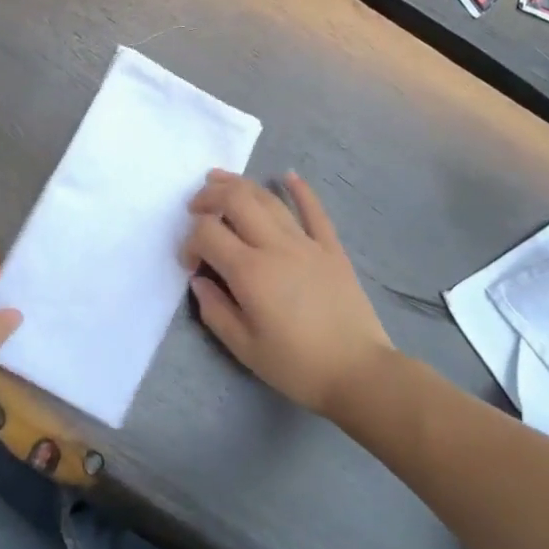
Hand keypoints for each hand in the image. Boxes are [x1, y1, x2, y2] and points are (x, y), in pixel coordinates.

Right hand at [183, 170, 394, 416]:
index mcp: (250, 272)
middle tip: (194, 207)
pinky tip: (287, 176)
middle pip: (236, 200)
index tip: (190, 264)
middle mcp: (275, 246)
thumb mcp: (245, 349)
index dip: (190, 241)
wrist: (358, 372)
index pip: (207, 233)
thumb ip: (215, 311)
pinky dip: (300, 189)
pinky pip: (314, 210)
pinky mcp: (331, 247)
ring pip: (268, 199)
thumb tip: (199, 281)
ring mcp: (306, 243)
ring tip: (219, 180)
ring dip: (240, 185)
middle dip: (208, 196)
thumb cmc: (297, 366)